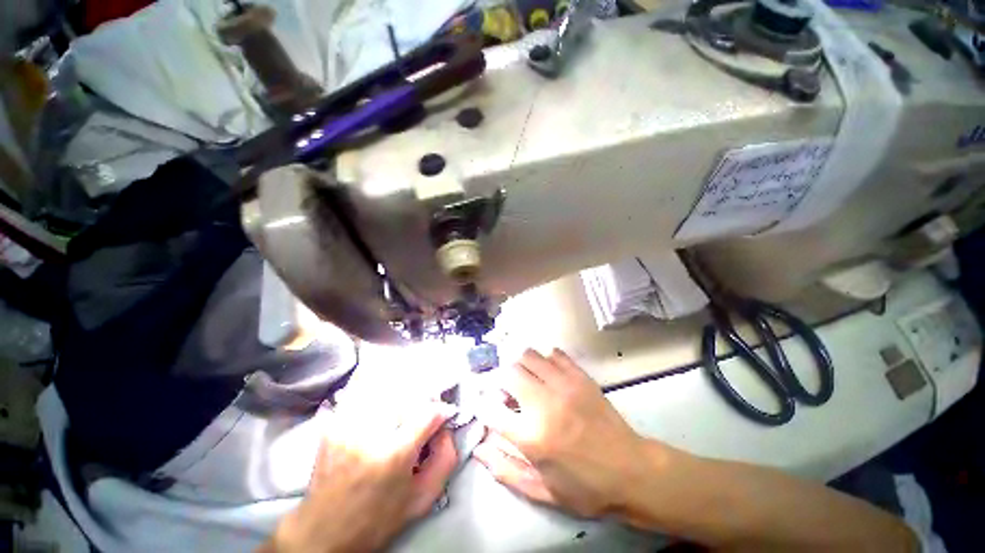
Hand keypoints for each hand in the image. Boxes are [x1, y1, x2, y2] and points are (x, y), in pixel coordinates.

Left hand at [265, 401, 457, 552]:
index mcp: (394, 454)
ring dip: (399, 395)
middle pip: (407, 395)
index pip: (428, 412)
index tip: (443, 415)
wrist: (324, 532)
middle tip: (423, 413)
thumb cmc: (378, 519)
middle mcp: (369, 433)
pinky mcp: (333, 424)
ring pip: (384, 391)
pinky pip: (361, 397)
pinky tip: (380, 408)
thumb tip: (446, 427)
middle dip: (421, 400)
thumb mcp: (422, 499)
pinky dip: (375, 395)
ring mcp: (347, 425)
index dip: (440, 410)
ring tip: (402, 411)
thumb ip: (445, 459)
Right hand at [473, 349, 657, 517]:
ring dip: (521, 365)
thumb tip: (479, 449)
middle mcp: (544, 404)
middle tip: (507, 392)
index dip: (483, 406)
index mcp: (532, 437)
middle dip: (501, 381)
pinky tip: (547, 372)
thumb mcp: (542, 491)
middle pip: (509, 373)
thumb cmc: (585, 488)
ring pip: (529, 356)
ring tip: (526, 379)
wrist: (632, 471)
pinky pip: (554, 354)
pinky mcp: (580, 377)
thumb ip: (506, 470)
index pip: (491, 410)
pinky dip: (544, 359)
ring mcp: (564, 386)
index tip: (487, 407)